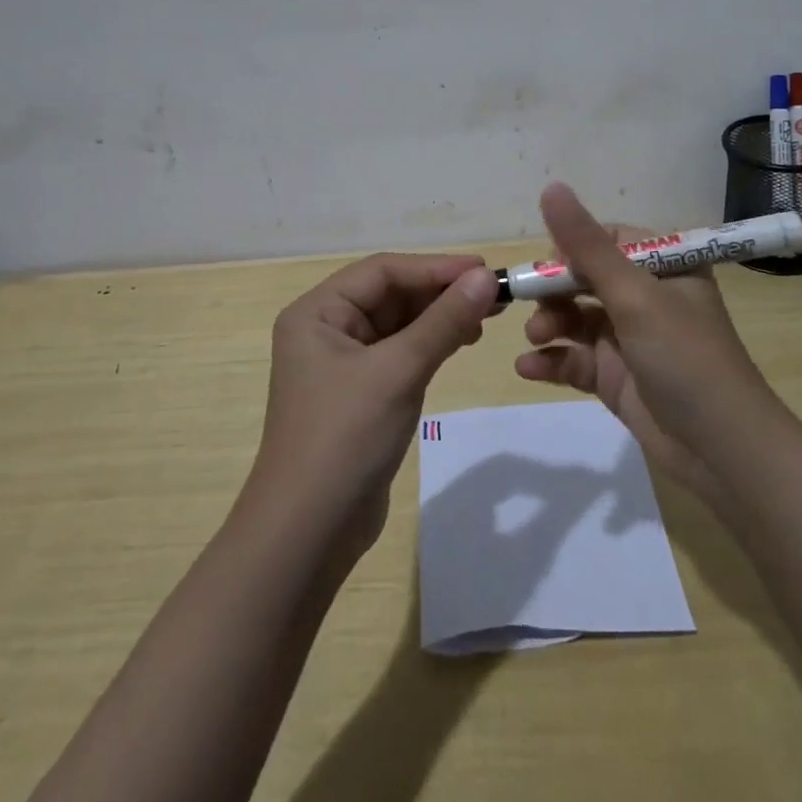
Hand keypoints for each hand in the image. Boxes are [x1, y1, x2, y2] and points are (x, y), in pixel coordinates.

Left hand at [253, 253, 495, 555]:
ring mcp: (341, 362)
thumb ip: (443, 321)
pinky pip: (400, 352)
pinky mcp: (359, 392)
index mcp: (317, 312)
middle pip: (391, 294)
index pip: (383, 271)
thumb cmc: (345, 437)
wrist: (308, 533)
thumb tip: (485, 277)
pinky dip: (430, 344)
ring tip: (484, 319)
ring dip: (439, 317)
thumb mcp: (399, 371)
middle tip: (493, 295)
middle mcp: (325, 328)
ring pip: (398, 323)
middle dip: (440, 292)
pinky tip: (461, 343)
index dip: (435, 268)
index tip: (484, 271)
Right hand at [513, 184, 772, 501]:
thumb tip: (551, 186)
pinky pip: (575, 359)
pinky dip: (552, 361)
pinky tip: (528, 368)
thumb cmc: (684, 357)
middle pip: (585, 279)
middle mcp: (647, 297)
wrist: (722, 453)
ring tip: (535, 338)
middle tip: (531, 305)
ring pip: (576, 318)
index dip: (572, 249)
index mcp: (664, 267)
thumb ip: (587, 245)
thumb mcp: (634, 295)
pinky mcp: (617, 377)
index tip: (547, 266)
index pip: (607, 240)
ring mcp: (630, 339)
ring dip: (549, 324)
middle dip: (554, 291)